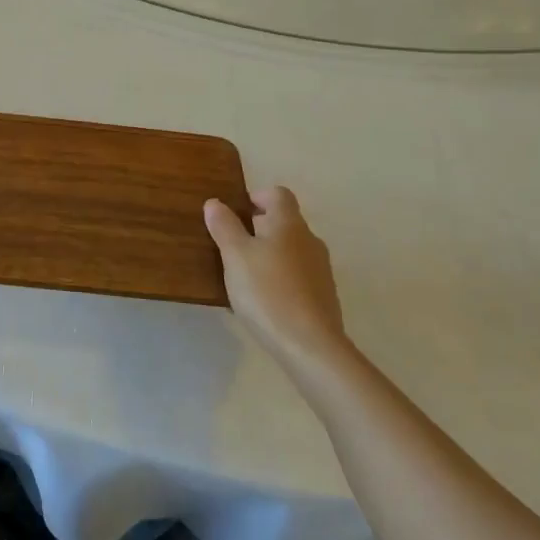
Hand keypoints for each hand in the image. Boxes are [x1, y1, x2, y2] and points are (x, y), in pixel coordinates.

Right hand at [204, 186, 346, 364]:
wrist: (310, 345)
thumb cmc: (267, 291)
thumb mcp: (235, 256)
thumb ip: (224, 226)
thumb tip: (215, 203)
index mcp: (289, 224)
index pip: (278, 194)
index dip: (258, 196)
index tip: (237, 212)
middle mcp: (310, 240)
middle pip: (285, 221)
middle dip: (260, 227)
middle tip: (233, 244)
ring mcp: (320, 269)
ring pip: (292, 249)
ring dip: (270, 253)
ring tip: (245, 274)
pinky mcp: (323, 295)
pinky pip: (298, 275)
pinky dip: (281, 277)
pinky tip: (264, 299)